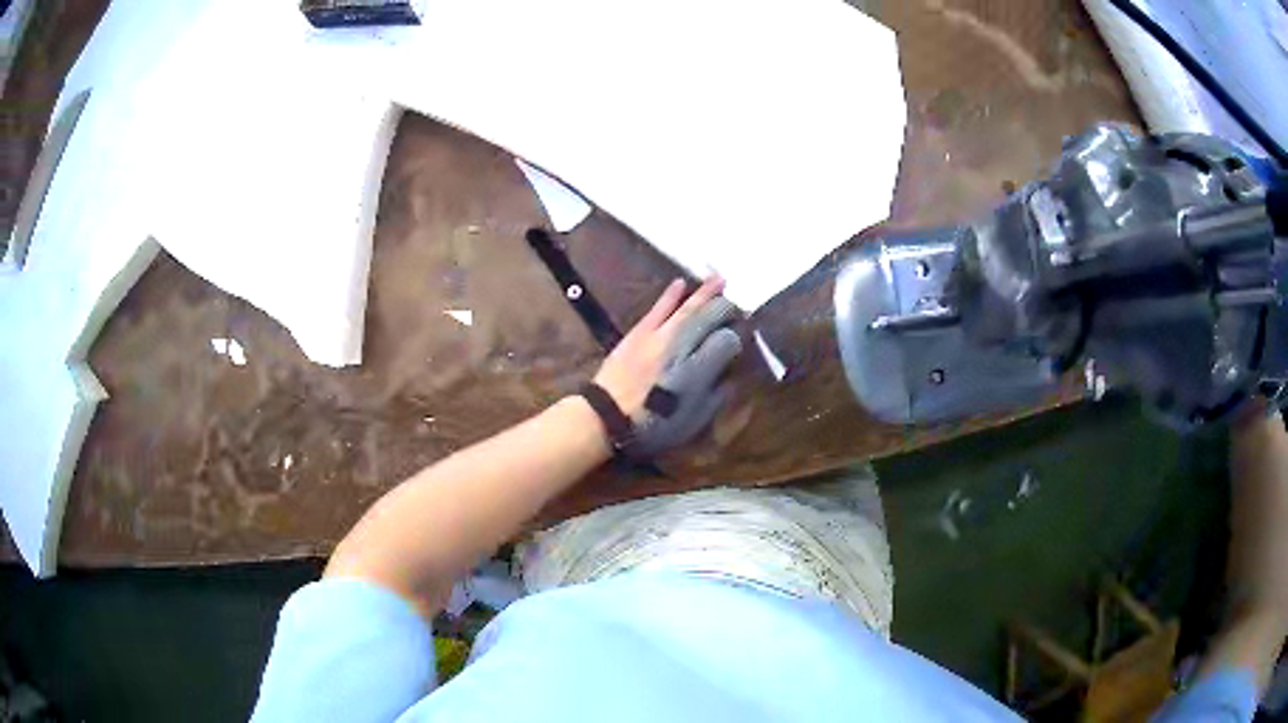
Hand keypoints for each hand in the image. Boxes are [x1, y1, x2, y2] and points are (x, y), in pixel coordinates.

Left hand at [592, 276, 742, 454]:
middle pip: (711, 318)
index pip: (727, 342)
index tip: (741, 339)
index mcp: (699, 371)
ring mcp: (660, 335)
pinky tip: (681, 282)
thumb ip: (716, 396)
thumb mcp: (693, 421)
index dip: (737, 339)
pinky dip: (671, 294)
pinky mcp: (640, 332)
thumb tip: (732, 374)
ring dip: (705, 292)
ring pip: (688, 308)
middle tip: (739, 303)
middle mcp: (682, 347)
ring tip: (720, 279)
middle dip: (727, 308)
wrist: (607, 416)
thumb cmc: (653, 426)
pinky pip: (659, 307)